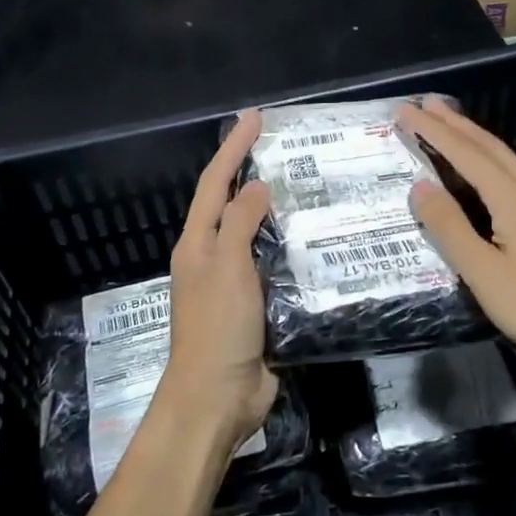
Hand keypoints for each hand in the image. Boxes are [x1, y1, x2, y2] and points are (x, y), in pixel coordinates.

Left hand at [162, 109, 277, 453]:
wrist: (218, 398)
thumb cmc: (217, 327)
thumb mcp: (226, 267)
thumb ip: (240, 223)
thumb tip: (256, 185)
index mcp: (197, 243)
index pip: (215, 183)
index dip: (233, 148)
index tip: (254, 118)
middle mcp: (213, 257)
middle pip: (233, 205)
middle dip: (253, 173)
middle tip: (288, 148)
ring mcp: (236, 283)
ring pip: (258, 235)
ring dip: (277, 211)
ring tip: (310, 188)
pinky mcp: (259, 306)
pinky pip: (276, 267)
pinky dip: (293, 249)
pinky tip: (318, 242)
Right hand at [398, 97, 515, 381]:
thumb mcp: (484, 274)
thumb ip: (450, 228)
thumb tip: (420, 186)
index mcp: (515, 199)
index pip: (467, 154)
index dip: (434, 131)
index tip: (407, 111)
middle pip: (491, 147)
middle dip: (455, 123)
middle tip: (425, 104)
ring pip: (507, 158)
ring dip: (475, 137)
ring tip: (450, 123)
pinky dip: (493, 159)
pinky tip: (489, 167)